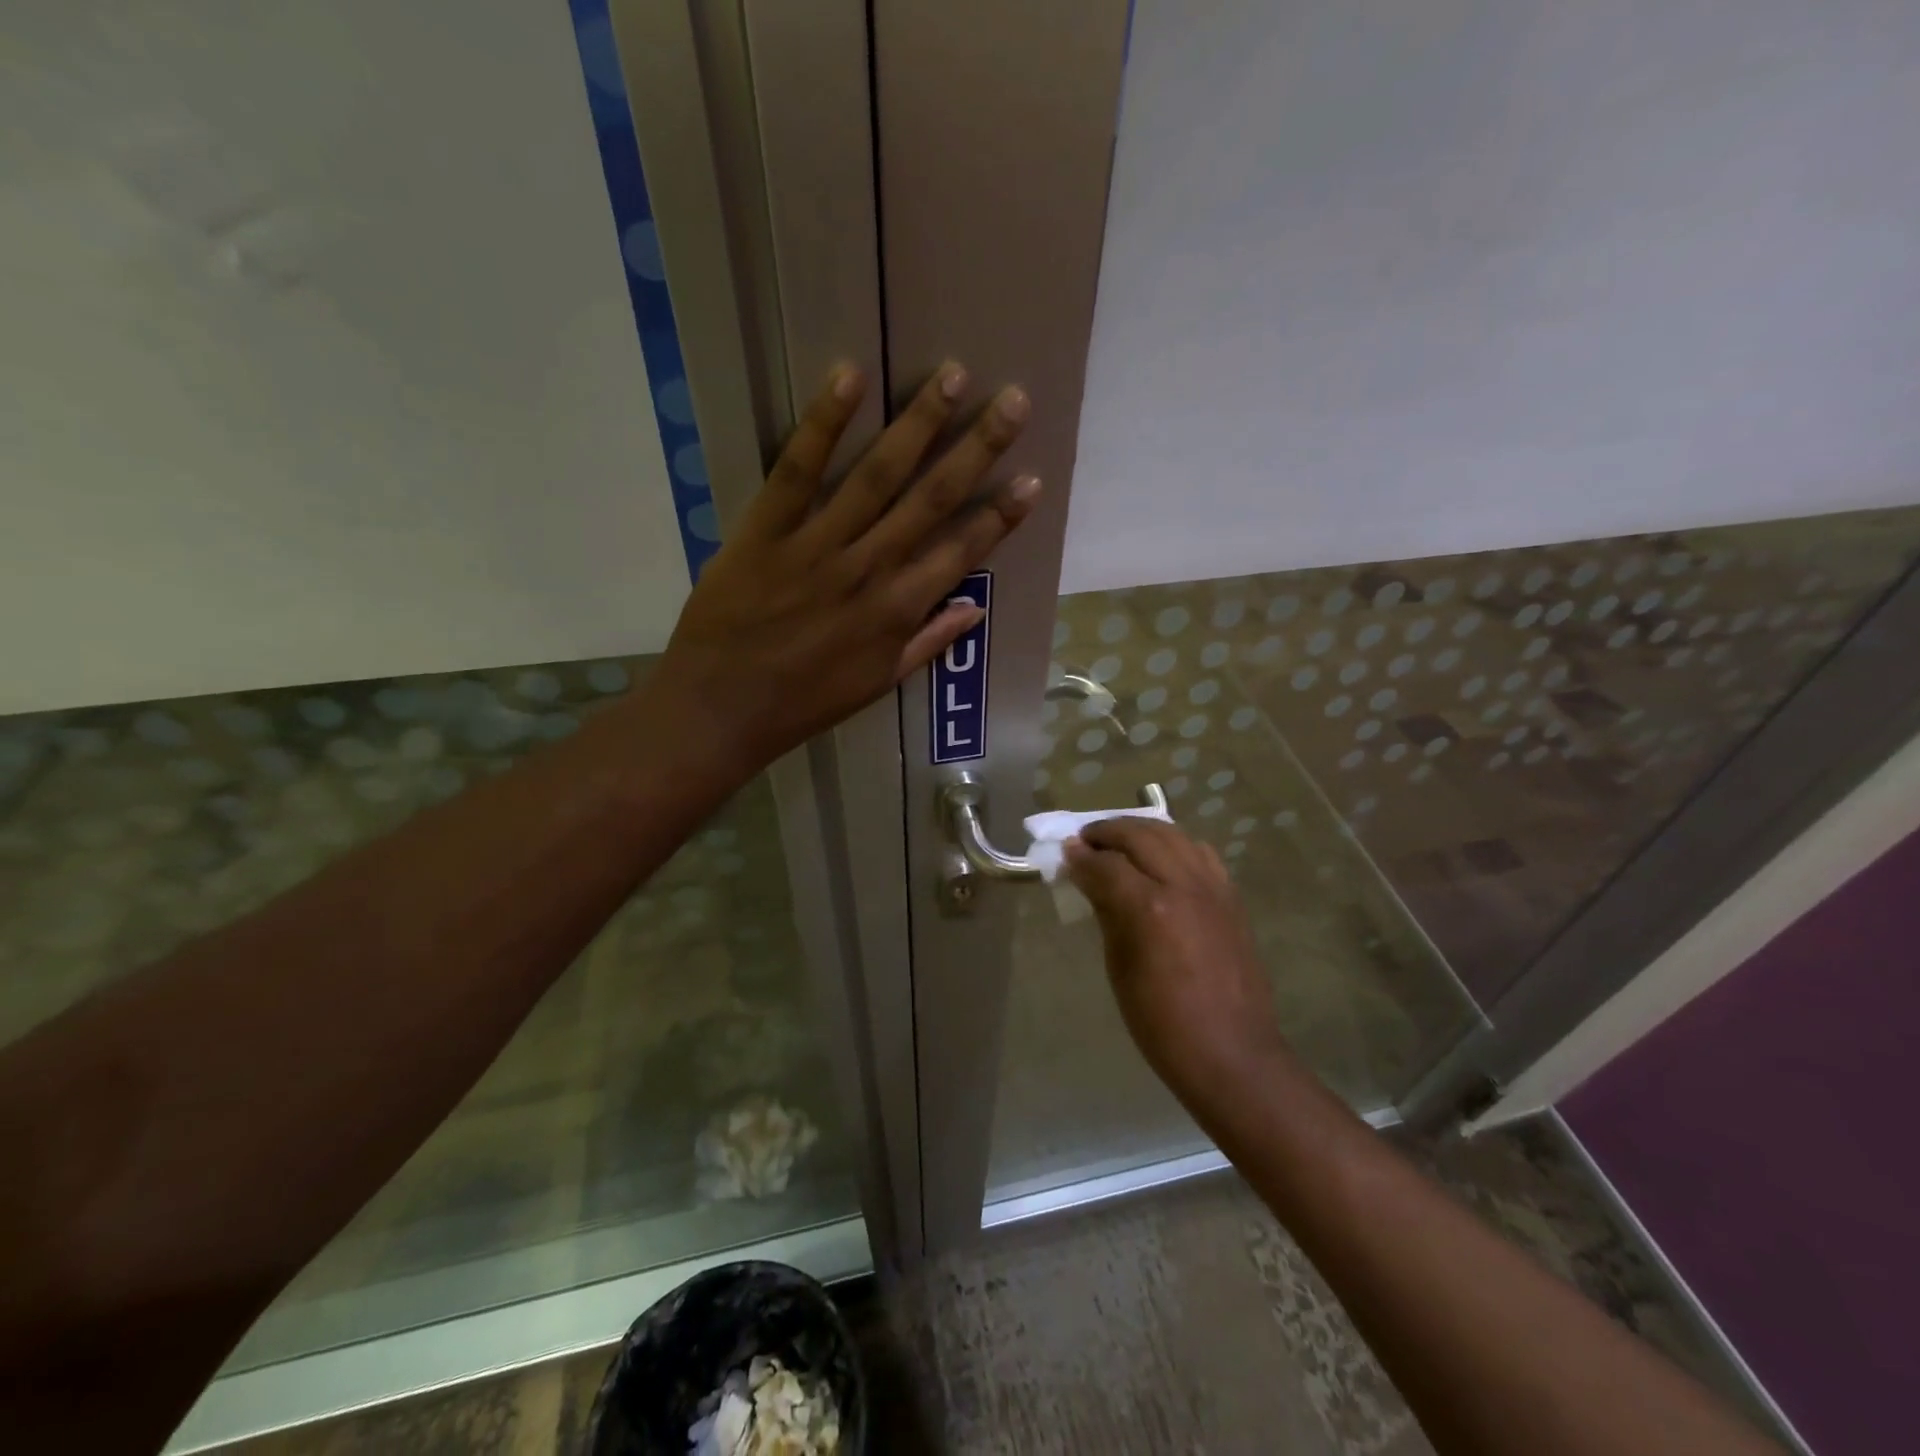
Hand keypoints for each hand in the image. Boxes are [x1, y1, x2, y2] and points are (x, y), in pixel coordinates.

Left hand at [654, 362, 1037, 772]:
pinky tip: (850, 376)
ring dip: (919, 424)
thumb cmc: (804, 702)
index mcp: (897, 611)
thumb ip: (927, 642)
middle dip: (977, 449)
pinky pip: (797, 470)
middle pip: (931, 500)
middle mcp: (868, 569)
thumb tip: (975, 608)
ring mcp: (817, 545)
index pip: (961, 553)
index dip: (1000, 516)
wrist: (722, 709)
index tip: (1032, 478)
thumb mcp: (876, 683)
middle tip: (1013, 401)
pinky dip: (824, 423)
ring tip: (953, 376)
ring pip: (876, 475)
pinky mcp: (765, 529)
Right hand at [1065, 820, 1291, 1109]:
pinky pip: (1200, 853)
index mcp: (1150, 908)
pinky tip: (1161, 859)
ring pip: (1173, 835)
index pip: (1106, 864)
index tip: (1064, 854)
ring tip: (1120, 841)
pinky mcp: (1231, 897)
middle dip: (1108, 832)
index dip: (1081, 857)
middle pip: (1141, 835)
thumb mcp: (1120, 968)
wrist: (1232, 1053)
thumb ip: (1107, 913)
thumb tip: (1089, 879)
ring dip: (1141, 830)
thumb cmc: (1162, 1023)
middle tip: (1085, 840)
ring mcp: (1212, 888)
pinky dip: (1175, 845)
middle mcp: (1183, 885)